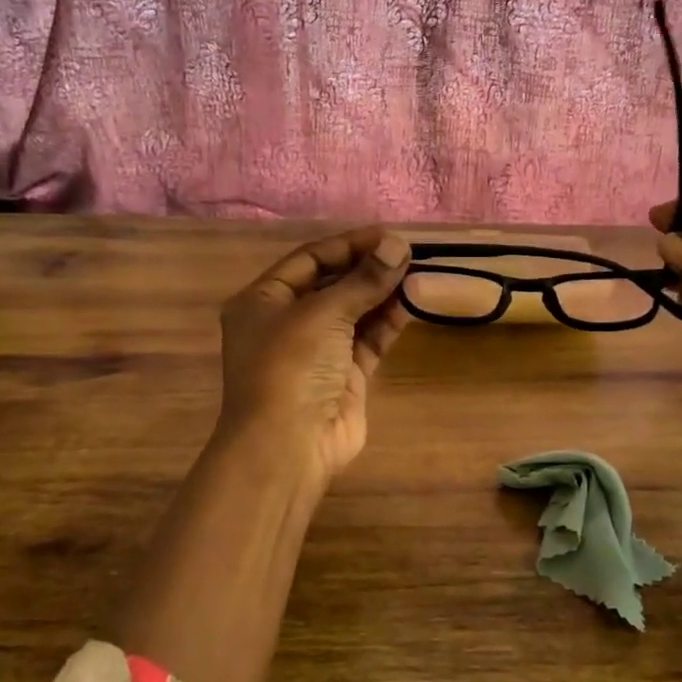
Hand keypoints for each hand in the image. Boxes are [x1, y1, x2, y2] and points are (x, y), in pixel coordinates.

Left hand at [215, 226, 412, 490]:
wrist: (288, 446)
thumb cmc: (291, 366)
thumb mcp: (323, 313)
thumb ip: (363, 280)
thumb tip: (398, 244)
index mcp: (264, 301)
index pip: (309, 259)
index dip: (348, 244)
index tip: (388, 235)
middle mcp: (287, 322)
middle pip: (333, 284)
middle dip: (369, 268)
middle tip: (408, 253)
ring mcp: (317, 351)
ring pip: (354, 311)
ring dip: (383, 293)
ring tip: (418, 273)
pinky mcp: (344, 375)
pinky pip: (368, 339)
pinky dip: (388, 321)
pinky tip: (413, 302)